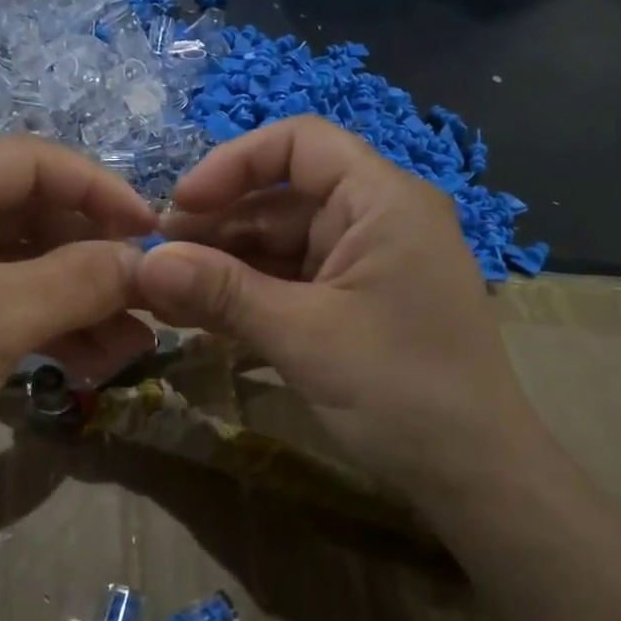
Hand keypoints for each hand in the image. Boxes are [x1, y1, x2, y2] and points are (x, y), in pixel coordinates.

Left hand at [0, 137, 157, 504]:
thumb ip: (80, 280)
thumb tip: (150, 261)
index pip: (30, 162)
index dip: (98, 190)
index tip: (152, 230)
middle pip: (34, 213)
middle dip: (95, 258)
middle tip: (149, 293)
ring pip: (29, 262)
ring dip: (83, 299)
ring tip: (136, 341)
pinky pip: (12, 299)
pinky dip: (56, 324)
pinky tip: (100, 358)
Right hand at [135, 116, 545, 508]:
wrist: (475, 477)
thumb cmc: (402, 391)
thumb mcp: (303, 335)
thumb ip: (222, 292)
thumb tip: (144, 264)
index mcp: (381, 201)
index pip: (300, 143)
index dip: (233, 163)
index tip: (181, 205)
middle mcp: (374, 219)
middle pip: (280, 198)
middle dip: (216, 226)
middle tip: (155, 261)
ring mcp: (363, 263)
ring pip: (278, 244)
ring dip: (222, 267)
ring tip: (162, 294)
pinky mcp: (353, 303)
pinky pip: (289, 282)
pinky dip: (246, 296)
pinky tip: (195, 315)